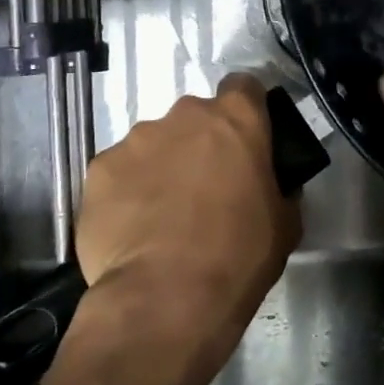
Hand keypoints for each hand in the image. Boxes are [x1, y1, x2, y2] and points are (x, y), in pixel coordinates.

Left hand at [76, 73, 298, 358]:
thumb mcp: (284, 223)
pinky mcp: (99, 169)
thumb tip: (269, 185)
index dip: (246, 110)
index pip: (244, 87)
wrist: (165, 298)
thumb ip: (279, 188)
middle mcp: (184, 115)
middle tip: (205, 187)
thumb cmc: (239, 255)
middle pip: (195, 117)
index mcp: (236, 119)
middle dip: (200, 143)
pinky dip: (126, 191)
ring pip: (154, 143)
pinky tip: (132, 228)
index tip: (245, 140)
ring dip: (162, 166)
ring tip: (162, 215)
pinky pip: (119, 172)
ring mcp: (136, 139)